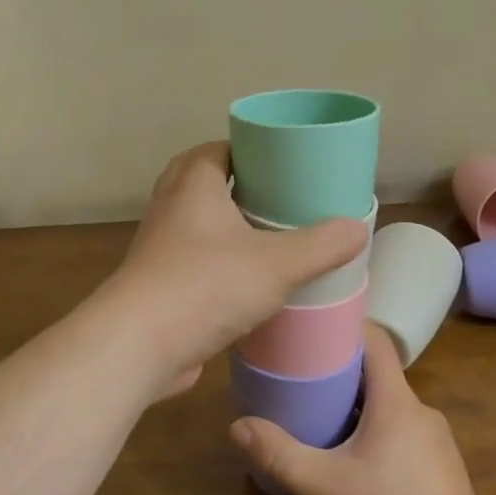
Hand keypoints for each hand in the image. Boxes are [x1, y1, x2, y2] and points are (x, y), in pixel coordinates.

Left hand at [106, 142, 366, 397]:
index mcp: (193, 186)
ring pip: (192, 223)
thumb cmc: (206, 286)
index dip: (246, 149)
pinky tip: (244, 282)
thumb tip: (357, 228)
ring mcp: (158, 248)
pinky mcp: (156, 285)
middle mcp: (169, 209)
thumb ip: (321, 246)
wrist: (138, 345)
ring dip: (222, 225)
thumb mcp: (276, 264)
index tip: (280, 161)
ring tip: (265, 236)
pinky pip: (188, 261)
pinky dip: (213, 263)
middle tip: (275, 197)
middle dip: (234, 185)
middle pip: (200, 181)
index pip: (216, 149)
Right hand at [229, 324, 494, 494]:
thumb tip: (237, 426)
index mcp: (396, 400)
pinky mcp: (443, 473)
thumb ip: (279, 454)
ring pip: (391, 409)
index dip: (346, 326)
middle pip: (379, 376)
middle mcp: (421, 412)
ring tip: (322, 421)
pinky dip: (378, 436)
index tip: (314, 326)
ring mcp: (437, 443)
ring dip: (359, 409)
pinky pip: (404, 437)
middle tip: (302, 379)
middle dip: (342, 374)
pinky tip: (356, 465)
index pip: (376, 341)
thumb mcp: (322, 485)